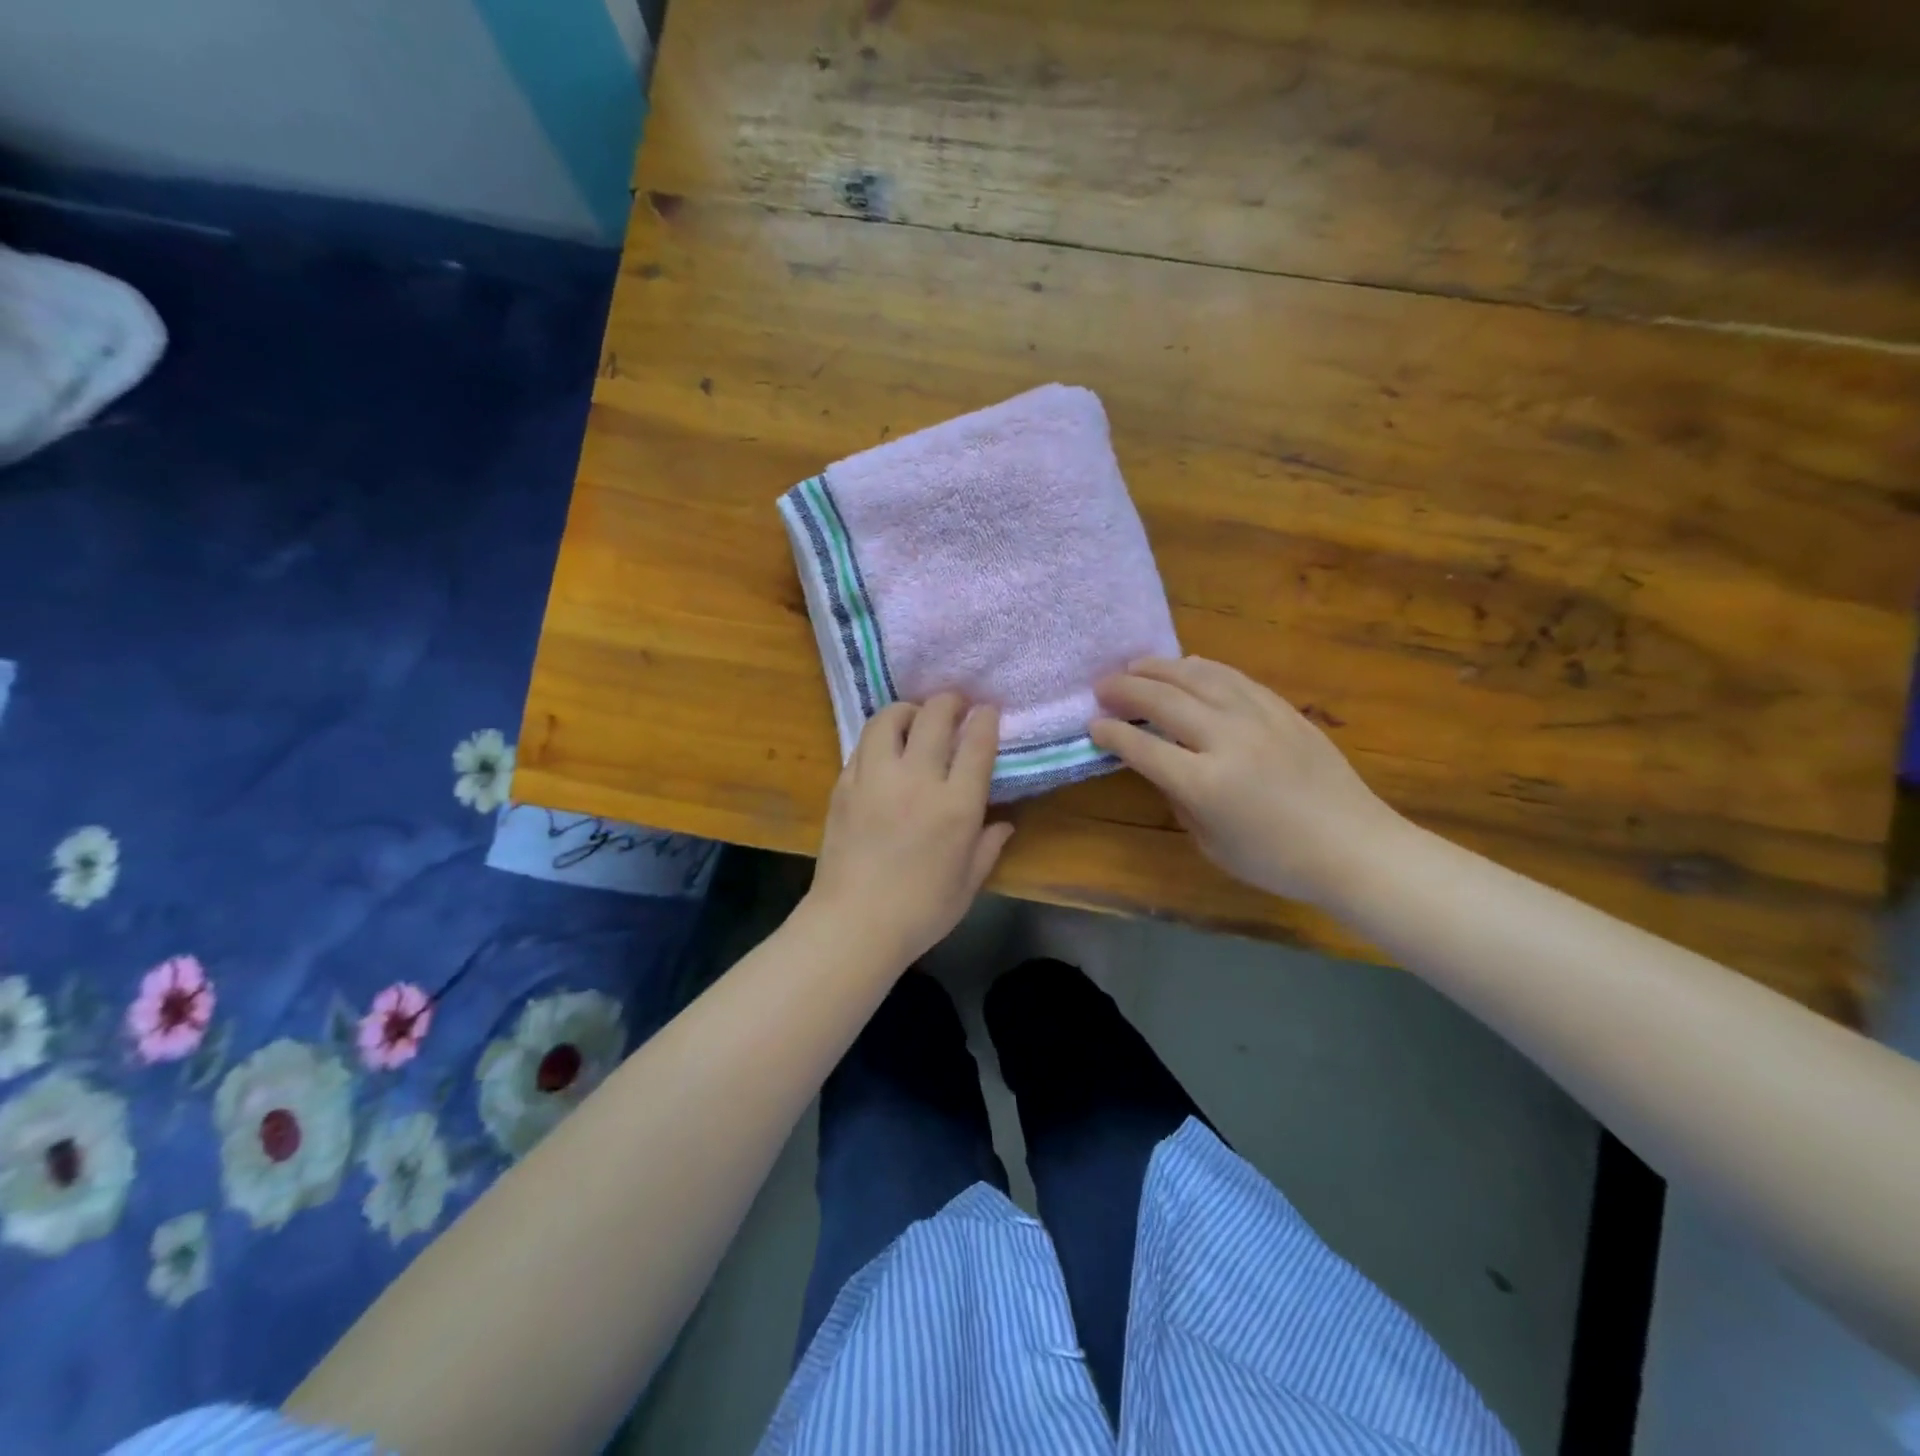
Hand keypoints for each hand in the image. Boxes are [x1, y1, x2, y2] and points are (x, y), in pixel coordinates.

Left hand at [808, 695, 1015, 964]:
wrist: (854, 924)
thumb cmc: (920, 911)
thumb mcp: (967, 884)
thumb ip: (988, 847)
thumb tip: (1004, 823)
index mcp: (956, 805)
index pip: (976, 743)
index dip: (985, 720)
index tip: (987, 712)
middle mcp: (917, 780)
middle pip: (935, 717)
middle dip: (950, 702)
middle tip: (956, 705)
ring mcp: (876, 778)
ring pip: (890, 719)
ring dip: (908, 710)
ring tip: (915, 717)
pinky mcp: (844, 785)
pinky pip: (863, 745)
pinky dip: (879, 737)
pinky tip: (885, 749)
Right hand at [1091, 657, 1406, 905]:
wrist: (1354, 846)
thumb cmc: (1277, 860)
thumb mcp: (1212, 843)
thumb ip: (1180, 799)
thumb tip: (1160, 766)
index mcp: (1205, 784)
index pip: (1143, 747)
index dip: (1112, 733)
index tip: (1093, 725)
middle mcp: (1227, 740)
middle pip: (1164, 700)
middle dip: (1125, 689)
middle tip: (1101, 686)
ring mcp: (1258, 718)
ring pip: (1198, 677)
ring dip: (1159, 668)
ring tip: (1135, 665)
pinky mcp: (1282, 709)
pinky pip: (1233, 677)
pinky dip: (1202, 667)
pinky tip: (1186, 665)